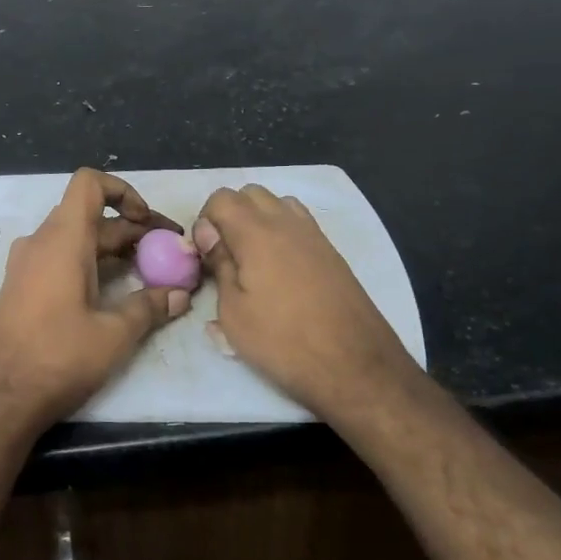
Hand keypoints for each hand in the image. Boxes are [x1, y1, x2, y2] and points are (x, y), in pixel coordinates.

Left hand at [0, 169, 190, 435]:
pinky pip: (59, 258)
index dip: (123, 191)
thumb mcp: (114, 334)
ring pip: (76, 238)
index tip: (147, 223)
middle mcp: (41, 241)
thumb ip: (149, 307)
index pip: (89, 183)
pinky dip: (89, 263)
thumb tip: (180, 295)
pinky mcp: (21, 285)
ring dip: (112, 249)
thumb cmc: (58, 357)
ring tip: (147, 274)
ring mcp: (26, 263)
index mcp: (63, 238)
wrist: (0, 396)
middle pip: (90, 215)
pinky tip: (112, 294)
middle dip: (131, 230)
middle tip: (167, 255)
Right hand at [194, 184, 419, 416]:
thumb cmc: (283, 341)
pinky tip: (281, 270)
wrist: (355, 366)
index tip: (205, 254)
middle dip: (231, 214)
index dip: (205, 220)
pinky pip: (300, 223)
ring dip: (259, 220)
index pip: (221, 198)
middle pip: (251, 193)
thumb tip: (207, 233)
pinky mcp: (332, 252)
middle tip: (226, 254)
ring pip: (278, 204)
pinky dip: (283, 232)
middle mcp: (287, 222)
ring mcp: (314, 235)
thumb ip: (219, 264)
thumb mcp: (233, 311)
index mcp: (256, 232)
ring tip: (253, 259)